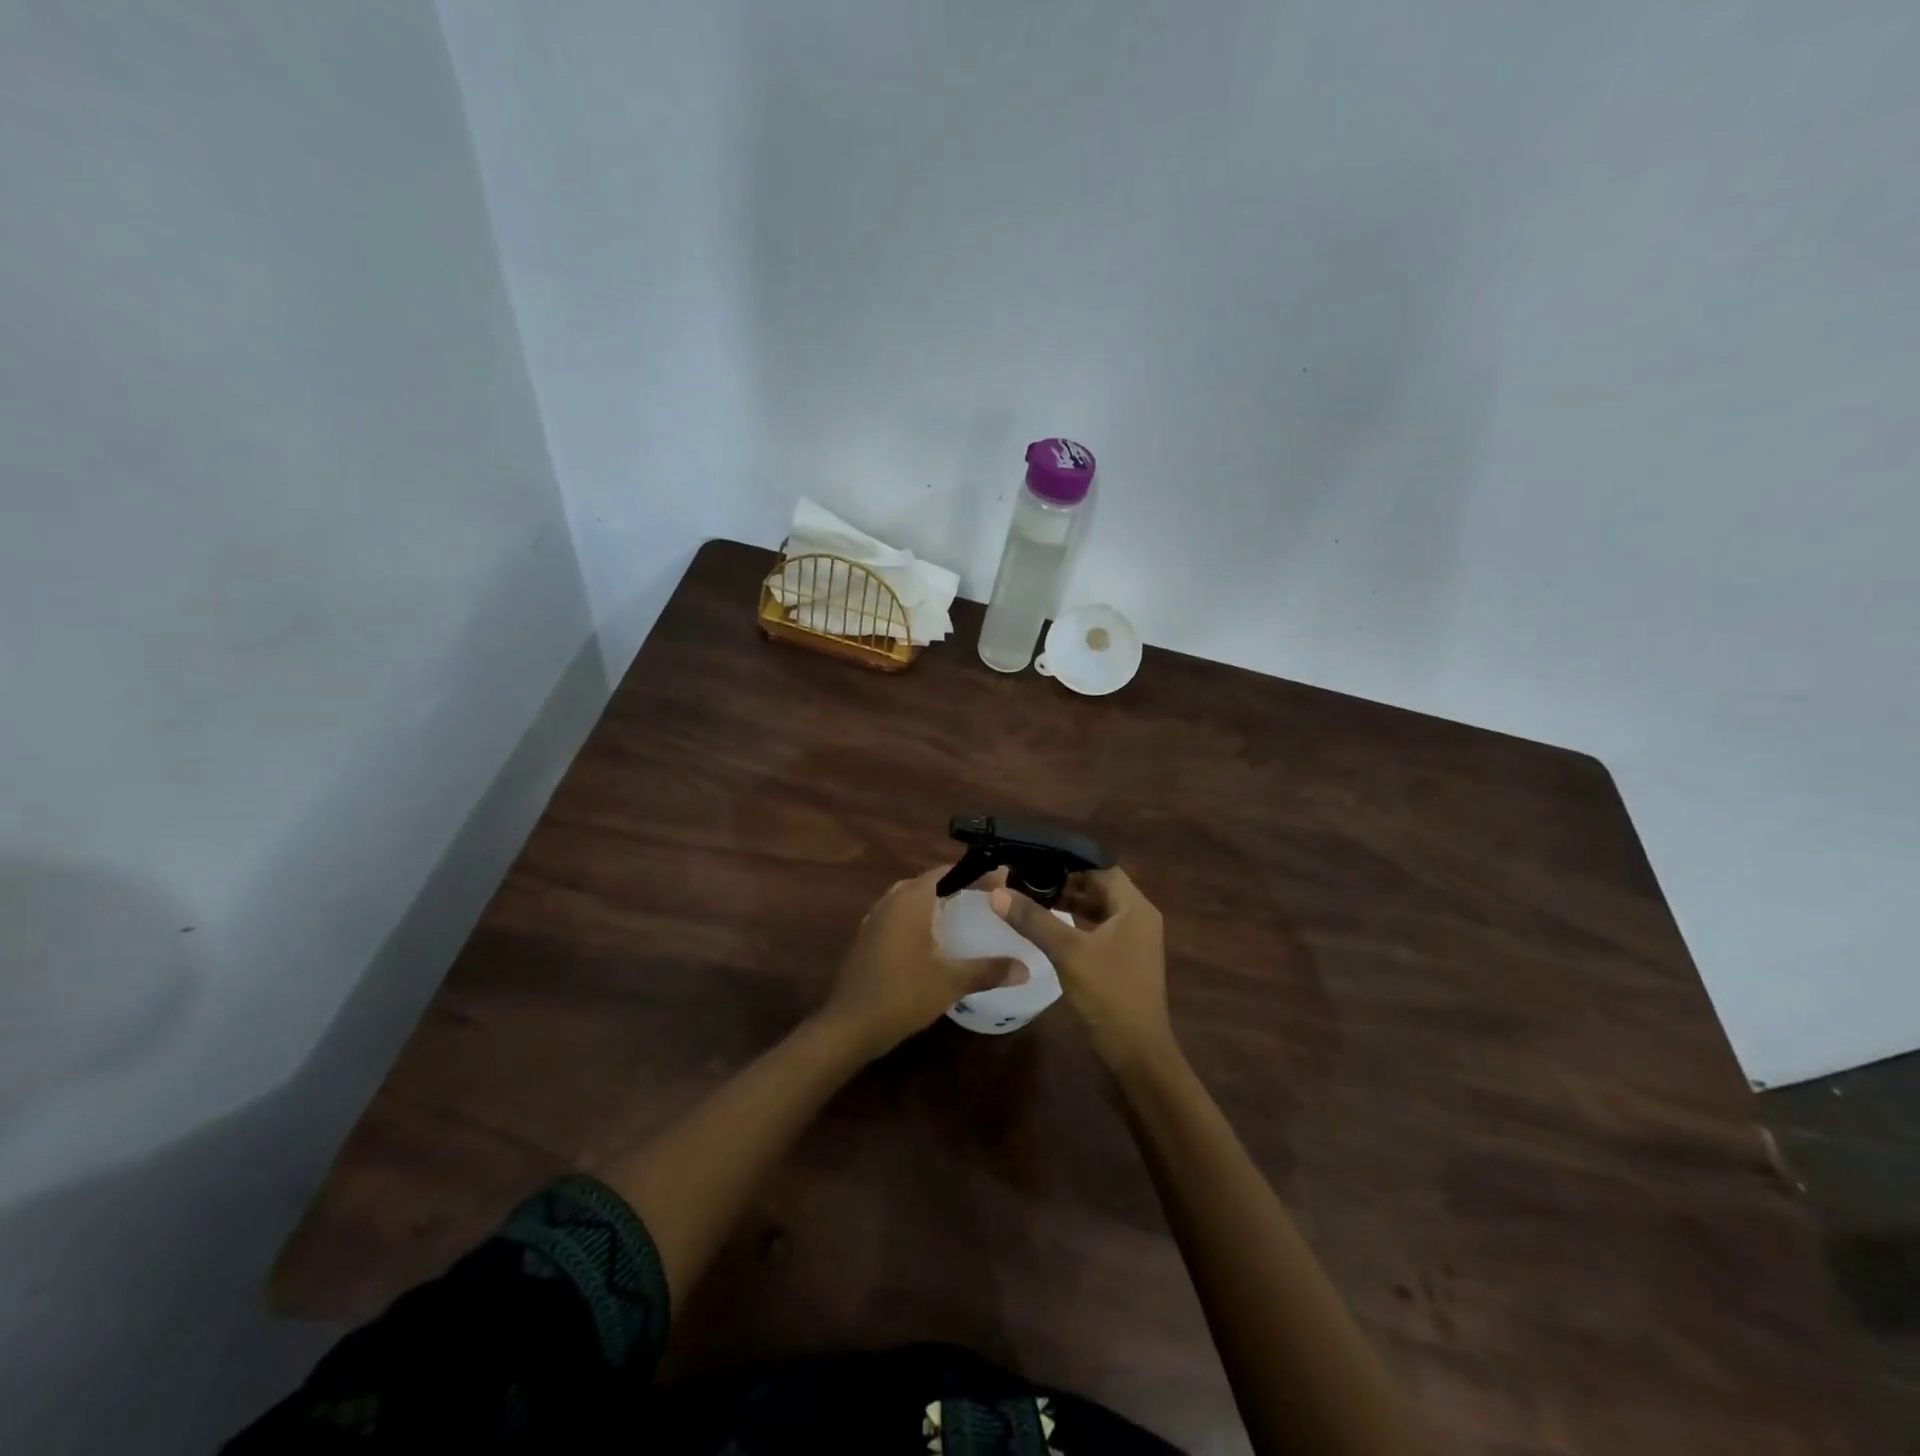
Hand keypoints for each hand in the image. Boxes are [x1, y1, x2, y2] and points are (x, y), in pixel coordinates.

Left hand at [822, 867, 1026, 1058]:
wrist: (849, 1025)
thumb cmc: (902, 994)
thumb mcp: (951, 982)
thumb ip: (988, 970)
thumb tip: (1026, 968)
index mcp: (911, 900)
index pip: (946, 872)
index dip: (974, 875)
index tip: (999, 883)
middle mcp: (890, 901)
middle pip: (929, 883)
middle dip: (956, 888)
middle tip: (986, 901)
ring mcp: (875, 919)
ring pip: (911, 900)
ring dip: (936, 904)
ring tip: (964, 918)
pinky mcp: (867, 938)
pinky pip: (898, 917)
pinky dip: (919, 920)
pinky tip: (934, 942)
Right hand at [991, 867, 1175, 1070]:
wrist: (1137, 1053)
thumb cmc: (1109, 995)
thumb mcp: (1068, 953)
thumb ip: (1034, 919)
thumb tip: (997, 893)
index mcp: (1134, 907)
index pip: (1101, 867)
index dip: (1068, 859)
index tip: (1034, 856)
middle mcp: (1137, 917)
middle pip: (1098, 885)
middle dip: (1064, 879)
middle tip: (1024, 874)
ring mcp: (1131, 939)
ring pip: (1096, 907)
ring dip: (1067, 900)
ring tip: (1028, 894)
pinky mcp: (1122, 958)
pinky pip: (1096, 927)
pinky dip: (1073, 921)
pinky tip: (1046, 923)